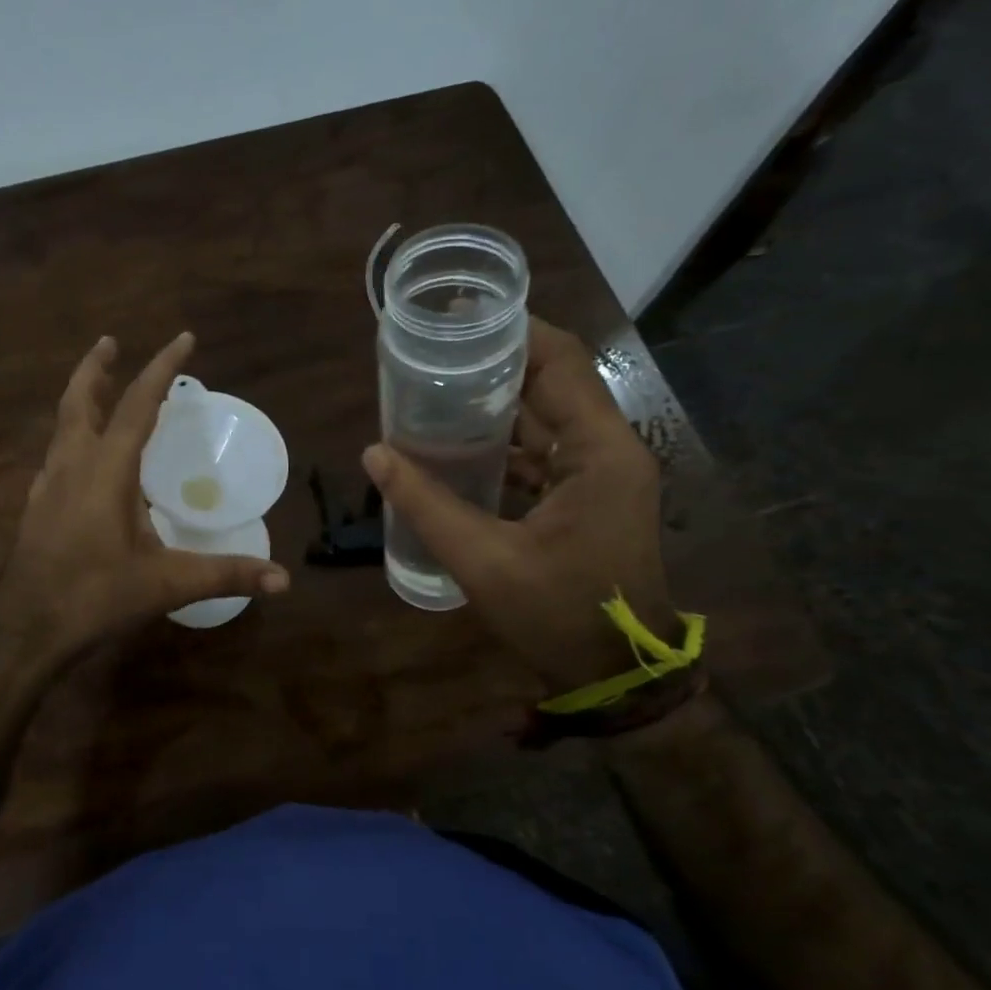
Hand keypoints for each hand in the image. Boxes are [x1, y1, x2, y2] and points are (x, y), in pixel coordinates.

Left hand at [0, 332, 289, 664]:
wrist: (24, 631)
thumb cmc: (94, 598)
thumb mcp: (166, 585)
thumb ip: (225, 575)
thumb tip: (284, 580)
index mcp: (106, 471)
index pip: (138, 406)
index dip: (161, 369)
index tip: (183, 338)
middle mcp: (72, 466)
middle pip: (80, 401)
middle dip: (97, 368)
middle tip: (110, 342)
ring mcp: (47, 486)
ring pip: (62, 427)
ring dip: (82, 400)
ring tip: (99, 389)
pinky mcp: (35, 509)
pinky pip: (56, 457)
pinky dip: (72, 440)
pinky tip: (80, 459)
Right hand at [362, 318, 676, 697]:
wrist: (616, 675)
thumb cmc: (559, 615)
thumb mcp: (484, 561)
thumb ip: (426, 504)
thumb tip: (374, 453)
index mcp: (599, 453)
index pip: (561, 363)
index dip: (514, 331)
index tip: (459, 315)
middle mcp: (607, 451)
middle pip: (553, 382)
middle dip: (495, 362)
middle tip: (433, 350)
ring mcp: (599, 475)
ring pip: (545, 416)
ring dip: (495, 402)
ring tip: (435, 388)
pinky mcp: (586, 497)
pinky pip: (542, 450)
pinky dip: (501, 441)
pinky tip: (454, 444)